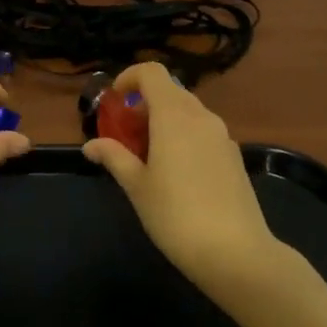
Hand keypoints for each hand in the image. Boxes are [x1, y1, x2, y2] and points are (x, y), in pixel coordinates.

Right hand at [82, 62, 283, 297]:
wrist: (235, 252)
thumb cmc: (176, 214)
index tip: (114, 100)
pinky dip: (184, 137)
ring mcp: (222, 137)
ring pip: (188, 112)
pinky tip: (176, 173)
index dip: (129, 77)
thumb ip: (113, 157)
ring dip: (164, 121)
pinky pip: (203, 132)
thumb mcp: (136, 186)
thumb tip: (90, 145)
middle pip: (170, 91)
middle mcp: (201, 117)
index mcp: (174, 115)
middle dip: (144, 104)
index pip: (152, 73)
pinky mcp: (234, 157)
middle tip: (126, 134)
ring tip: (147, 156)